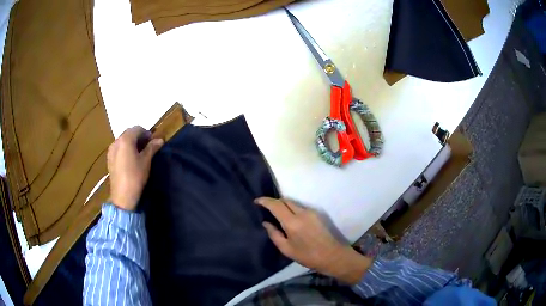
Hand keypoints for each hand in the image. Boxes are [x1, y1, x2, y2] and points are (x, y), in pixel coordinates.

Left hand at [107, 126, 163, 210]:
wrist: (122, 196)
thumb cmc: (135, 177)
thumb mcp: (146, 161)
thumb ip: (152, 147)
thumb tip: (160, 139)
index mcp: (125, 139)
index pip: (137, 128)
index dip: (147, 133)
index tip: (153, 142)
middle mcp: (116, 141)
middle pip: (129, 133)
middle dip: (138, 137)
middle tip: (147, 147)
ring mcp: (111, 150)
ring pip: (123, 140)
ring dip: (131, 143)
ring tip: (138, 154)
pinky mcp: (109, 159)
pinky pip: (118, 148)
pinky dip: (125, 149)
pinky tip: (129, 159)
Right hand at [255, 197, 371, 283]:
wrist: (332, 255)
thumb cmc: (307, 256)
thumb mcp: (286, 249)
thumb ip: (274, 234)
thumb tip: (266, 223)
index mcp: (292, 222)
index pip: (276, 205)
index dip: (265, 201)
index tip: (256, 201)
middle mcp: (302, 212)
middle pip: (285, 200)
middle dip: (274, 202)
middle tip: (266, 209)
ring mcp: (311, 212)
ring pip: (293, 203)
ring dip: (283, 205)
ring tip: (276, 214)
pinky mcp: (317, 214)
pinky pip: (300, 207)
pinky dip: (291, 209)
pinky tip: (289, 218)